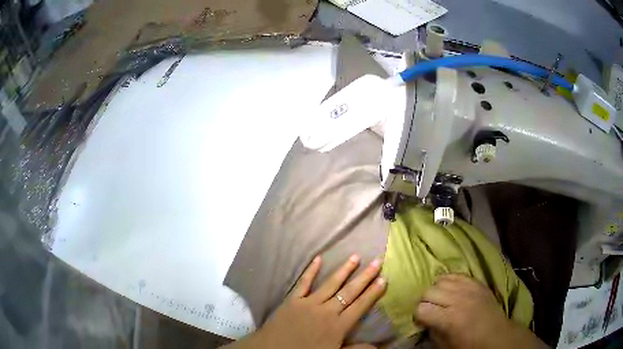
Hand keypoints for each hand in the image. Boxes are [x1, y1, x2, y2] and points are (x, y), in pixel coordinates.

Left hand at [225, 255, 385, 348]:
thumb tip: (378, 347)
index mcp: (338, 326)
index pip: (360, 306)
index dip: (373, 293)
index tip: (384, 279)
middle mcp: (327, 311)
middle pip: (350, 292)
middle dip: (365, 277)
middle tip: (377, 261)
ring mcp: (309, 303)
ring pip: (331, 284)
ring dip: (344, 270)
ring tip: (356, 257)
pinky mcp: (293, 300)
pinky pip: (303, 283)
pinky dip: (311, 270)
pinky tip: (318, 258)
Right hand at [416, 274, 547, 348]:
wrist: (496, 335)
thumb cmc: (469, 345)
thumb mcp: (445, 345)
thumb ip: (432, 331)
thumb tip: (423, 320)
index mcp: (449, 319)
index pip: (421, 309)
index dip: (417, 315)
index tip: (421, 321)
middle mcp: (458, 300)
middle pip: (428, 292)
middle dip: (425, 302)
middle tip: (429, 310)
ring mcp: (469, 288)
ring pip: (440, 280)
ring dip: (436, 290)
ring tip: (440, 299)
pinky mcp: (477, 282)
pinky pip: (456, 274)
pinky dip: (449, 280)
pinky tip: (449, 289)